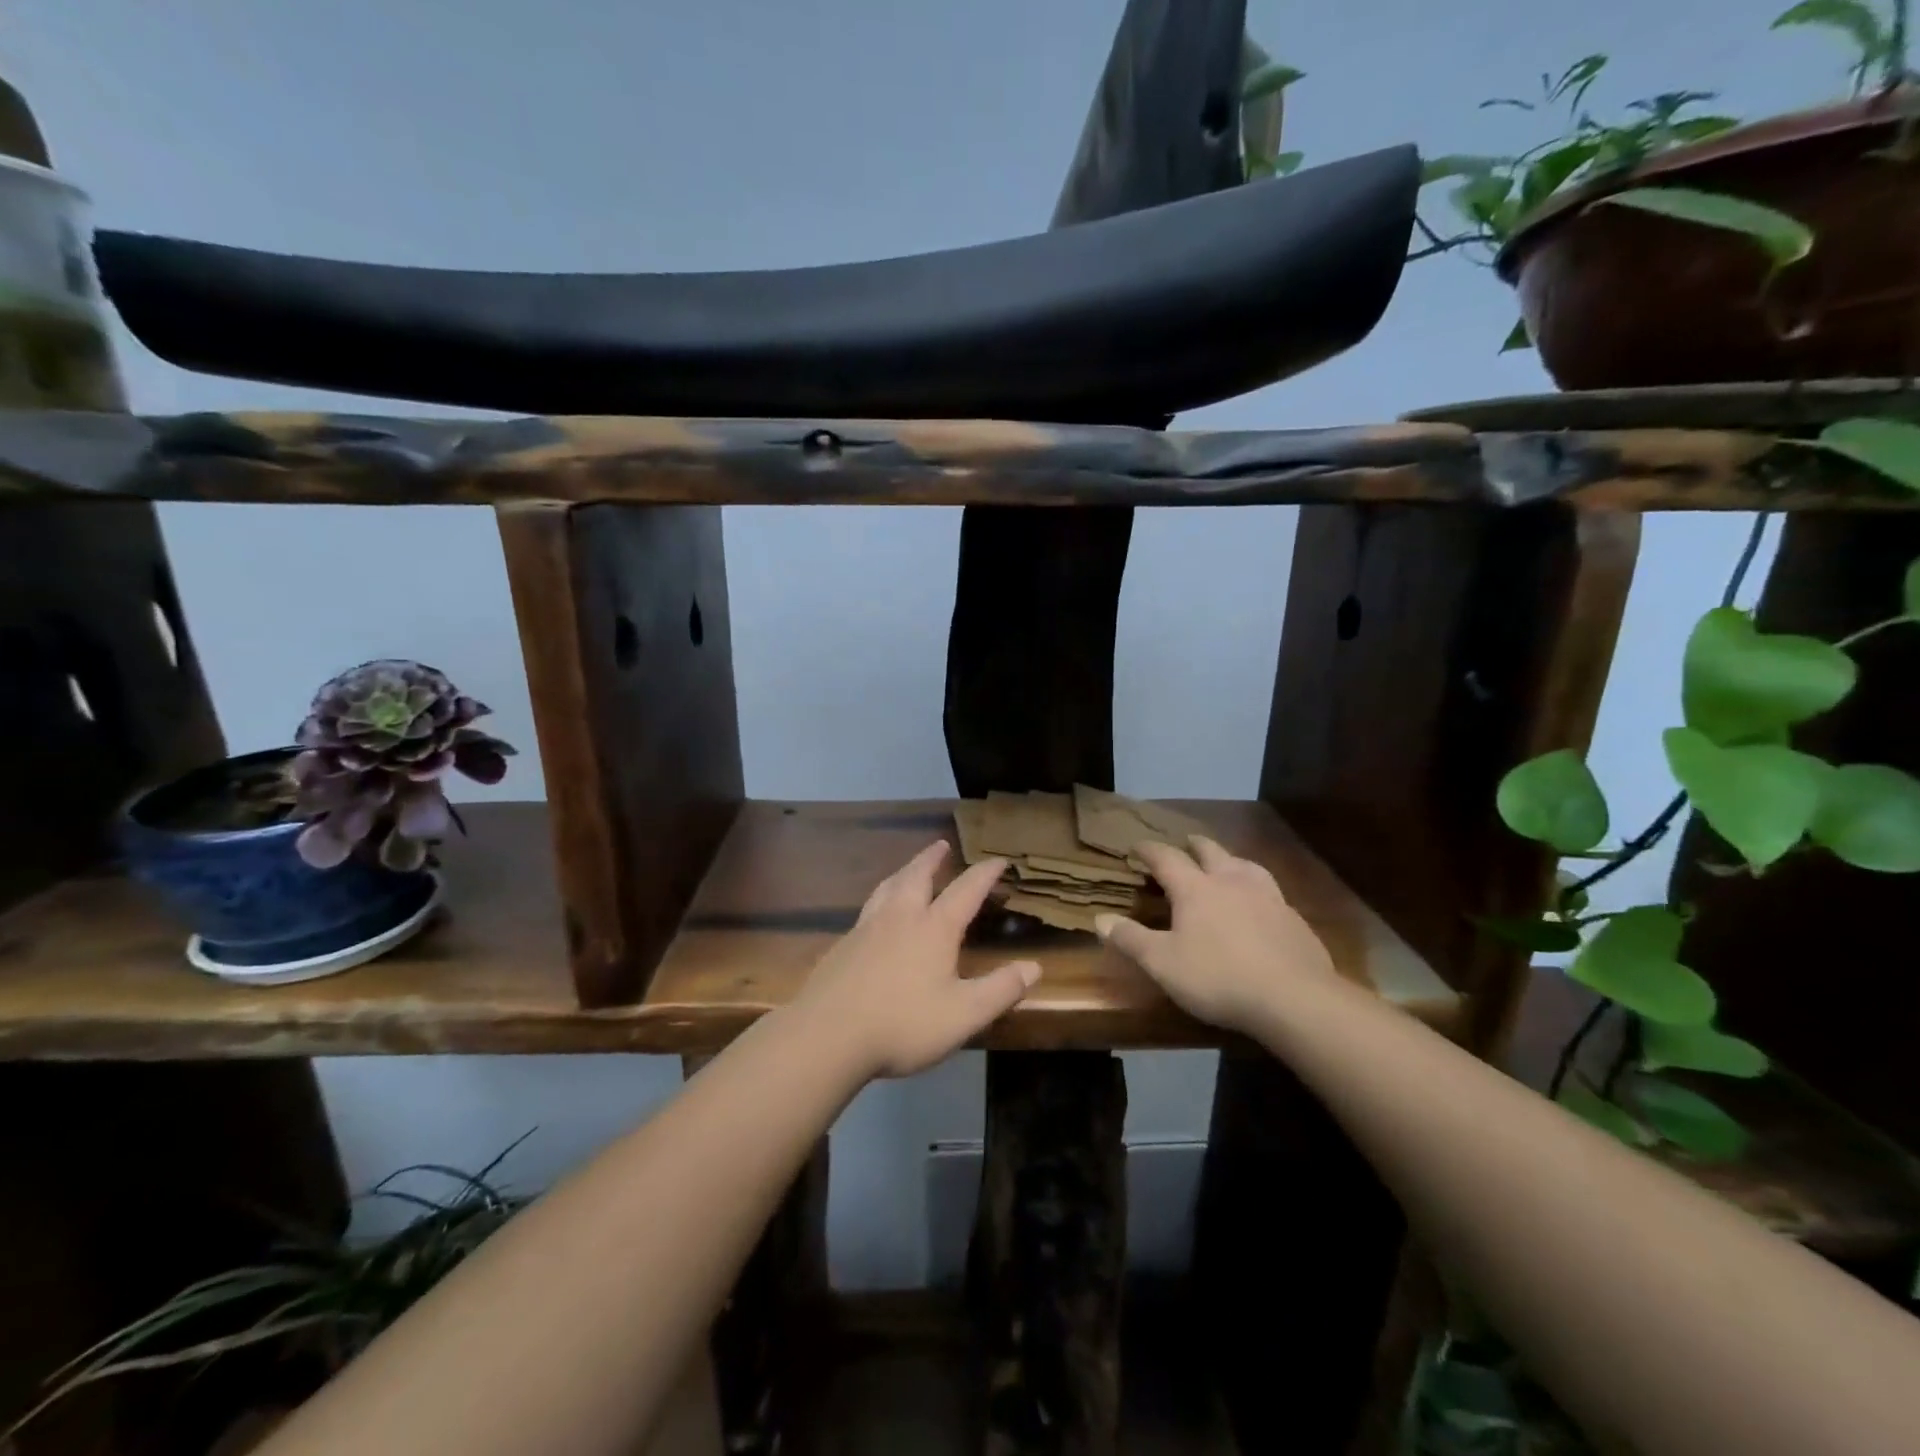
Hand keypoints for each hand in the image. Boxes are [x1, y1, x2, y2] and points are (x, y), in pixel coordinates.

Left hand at [793, 842, 1039, 1078]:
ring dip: (903, 871)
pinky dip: (880, 899)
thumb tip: (1034, 967)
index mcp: (933, 928)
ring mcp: (866, 929)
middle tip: (941, 845)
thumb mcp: (963, 1014)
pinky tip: (876, 916)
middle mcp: (899, 917)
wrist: (827, 1035)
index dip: (984, 874)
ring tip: (909, 869)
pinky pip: (867, 910)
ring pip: (887, 887)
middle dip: (932, 859)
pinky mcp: (842, 946)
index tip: (998, 860)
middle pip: (917, 875)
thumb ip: (1000, 990)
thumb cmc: (902, 1024)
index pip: (965, 890)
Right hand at [1095, 836, 1338, 1036]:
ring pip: (1245, 865)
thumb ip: (1130, 939)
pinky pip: (1271, 891)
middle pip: (1210, 851)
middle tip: (1185, 842)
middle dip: (1194, 845)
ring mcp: (1267, 896)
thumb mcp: (1163, 963)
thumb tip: (1099, 918)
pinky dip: (1257, 888)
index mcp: (1196, 889)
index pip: (1167, 858)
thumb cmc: (1218, 977)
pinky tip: (1260, 904)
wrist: (1294, 998)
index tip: (1137, 846)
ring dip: (1230, 860)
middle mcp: (1231, 881)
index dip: (1149, 850)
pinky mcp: (1294, 918)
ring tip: (1226, 863)